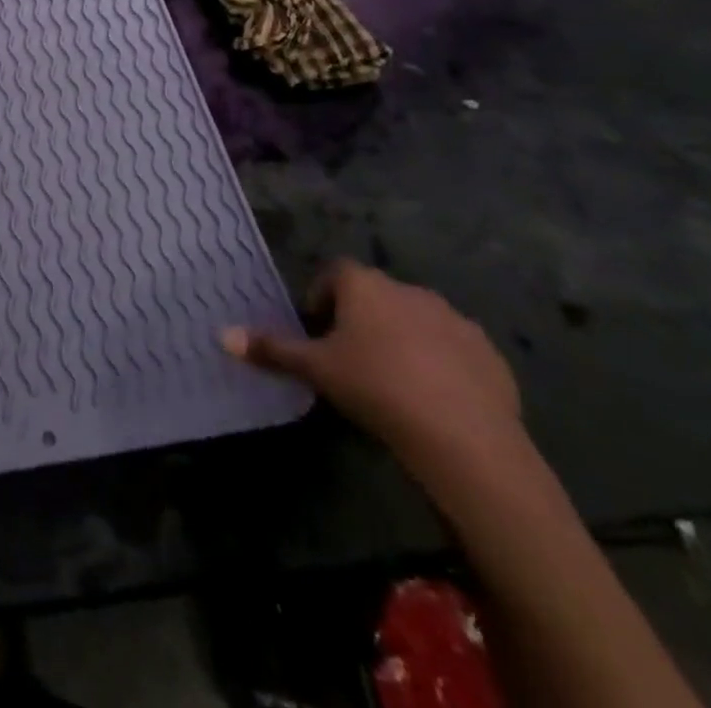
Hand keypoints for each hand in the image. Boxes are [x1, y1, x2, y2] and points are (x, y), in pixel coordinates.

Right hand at [222, 260, 522, 485]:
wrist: (464, 438)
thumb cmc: (375, 388)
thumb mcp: (315, 369)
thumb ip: (271, 349)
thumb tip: (222, 335)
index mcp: (365, 285)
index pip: (335, 273)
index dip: (321, 296)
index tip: (317, 330)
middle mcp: (408, 289)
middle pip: (375, 295)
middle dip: (362, 319)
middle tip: (350, 359)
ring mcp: (454, 319)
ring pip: (416, 320)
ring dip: (402, 339)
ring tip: (393, 381)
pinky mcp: (489, 353)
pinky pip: (455, 349)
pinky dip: (442, 363)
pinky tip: (435, 399)